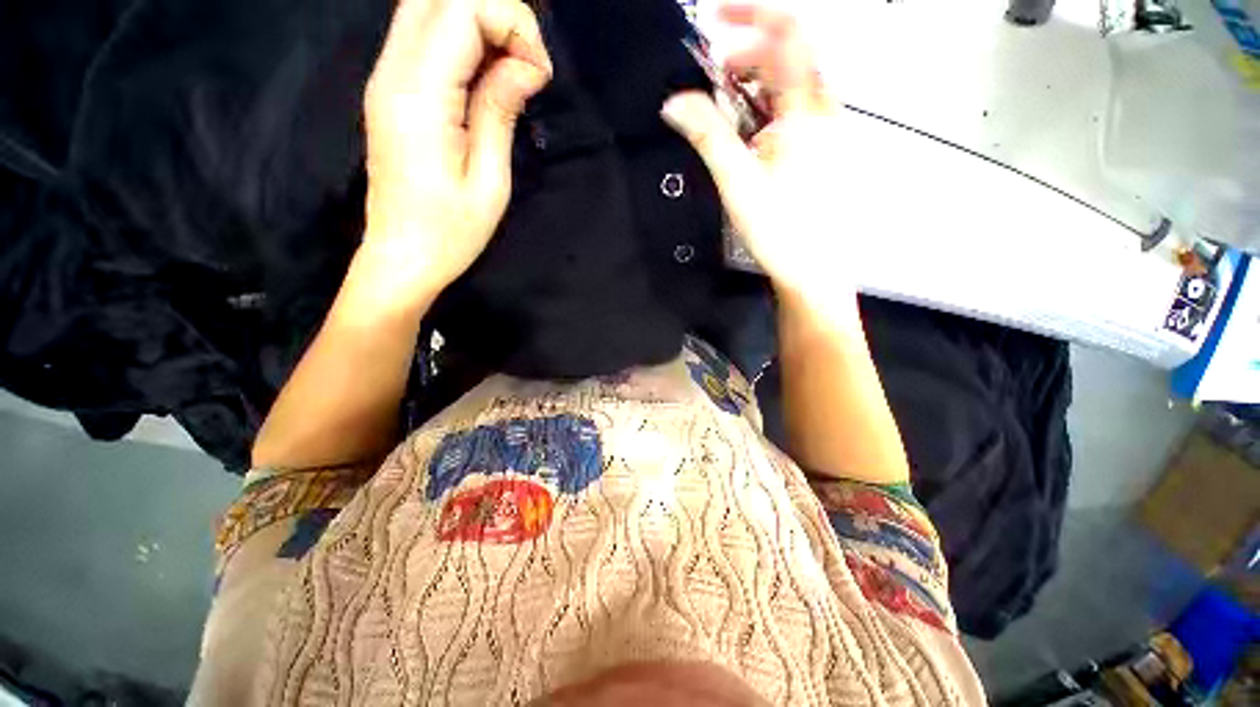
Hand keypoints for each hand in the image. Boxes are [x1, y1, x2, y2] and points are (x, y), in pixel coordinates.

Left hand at [362, 0, 551, 296]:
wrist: (401, 256)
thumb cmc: (451, 232)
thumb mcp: (490, 180)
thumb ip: (501, 110)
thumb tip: (526, 65)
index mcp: (420, 96)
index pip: (461, 8)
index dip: (511, 23)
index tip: (539, 74)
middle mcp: (392, 71)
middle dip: (497, 14)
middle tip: (527, 66)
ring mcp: (385, 76)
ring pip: (428, 7)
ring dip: (479, 24)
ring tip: (511, 70)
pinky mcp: (390, 89)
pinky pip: (423, 35)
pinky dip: (462, 39)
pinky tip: (486, 76)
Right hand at [662, 1, 850, 301]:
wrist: (814, 269)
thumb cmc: (782, 229)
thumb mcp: (737, 181)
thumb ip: (708, 135)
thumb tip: (675, 104)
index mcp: (806, 110)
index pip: (787, 33)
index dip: (751, 13)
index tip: (715, 18)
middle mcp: (824, 111)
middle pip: (789, 57)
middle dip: (747, 56)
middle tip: (714, 78)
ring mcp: (828, 130)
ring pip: (792, 85)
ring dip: (756, 86)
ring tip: (729, 110)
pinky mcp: (823, 150)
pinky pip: (796, 112)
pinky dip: (769, 110)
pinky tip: (752, 135)